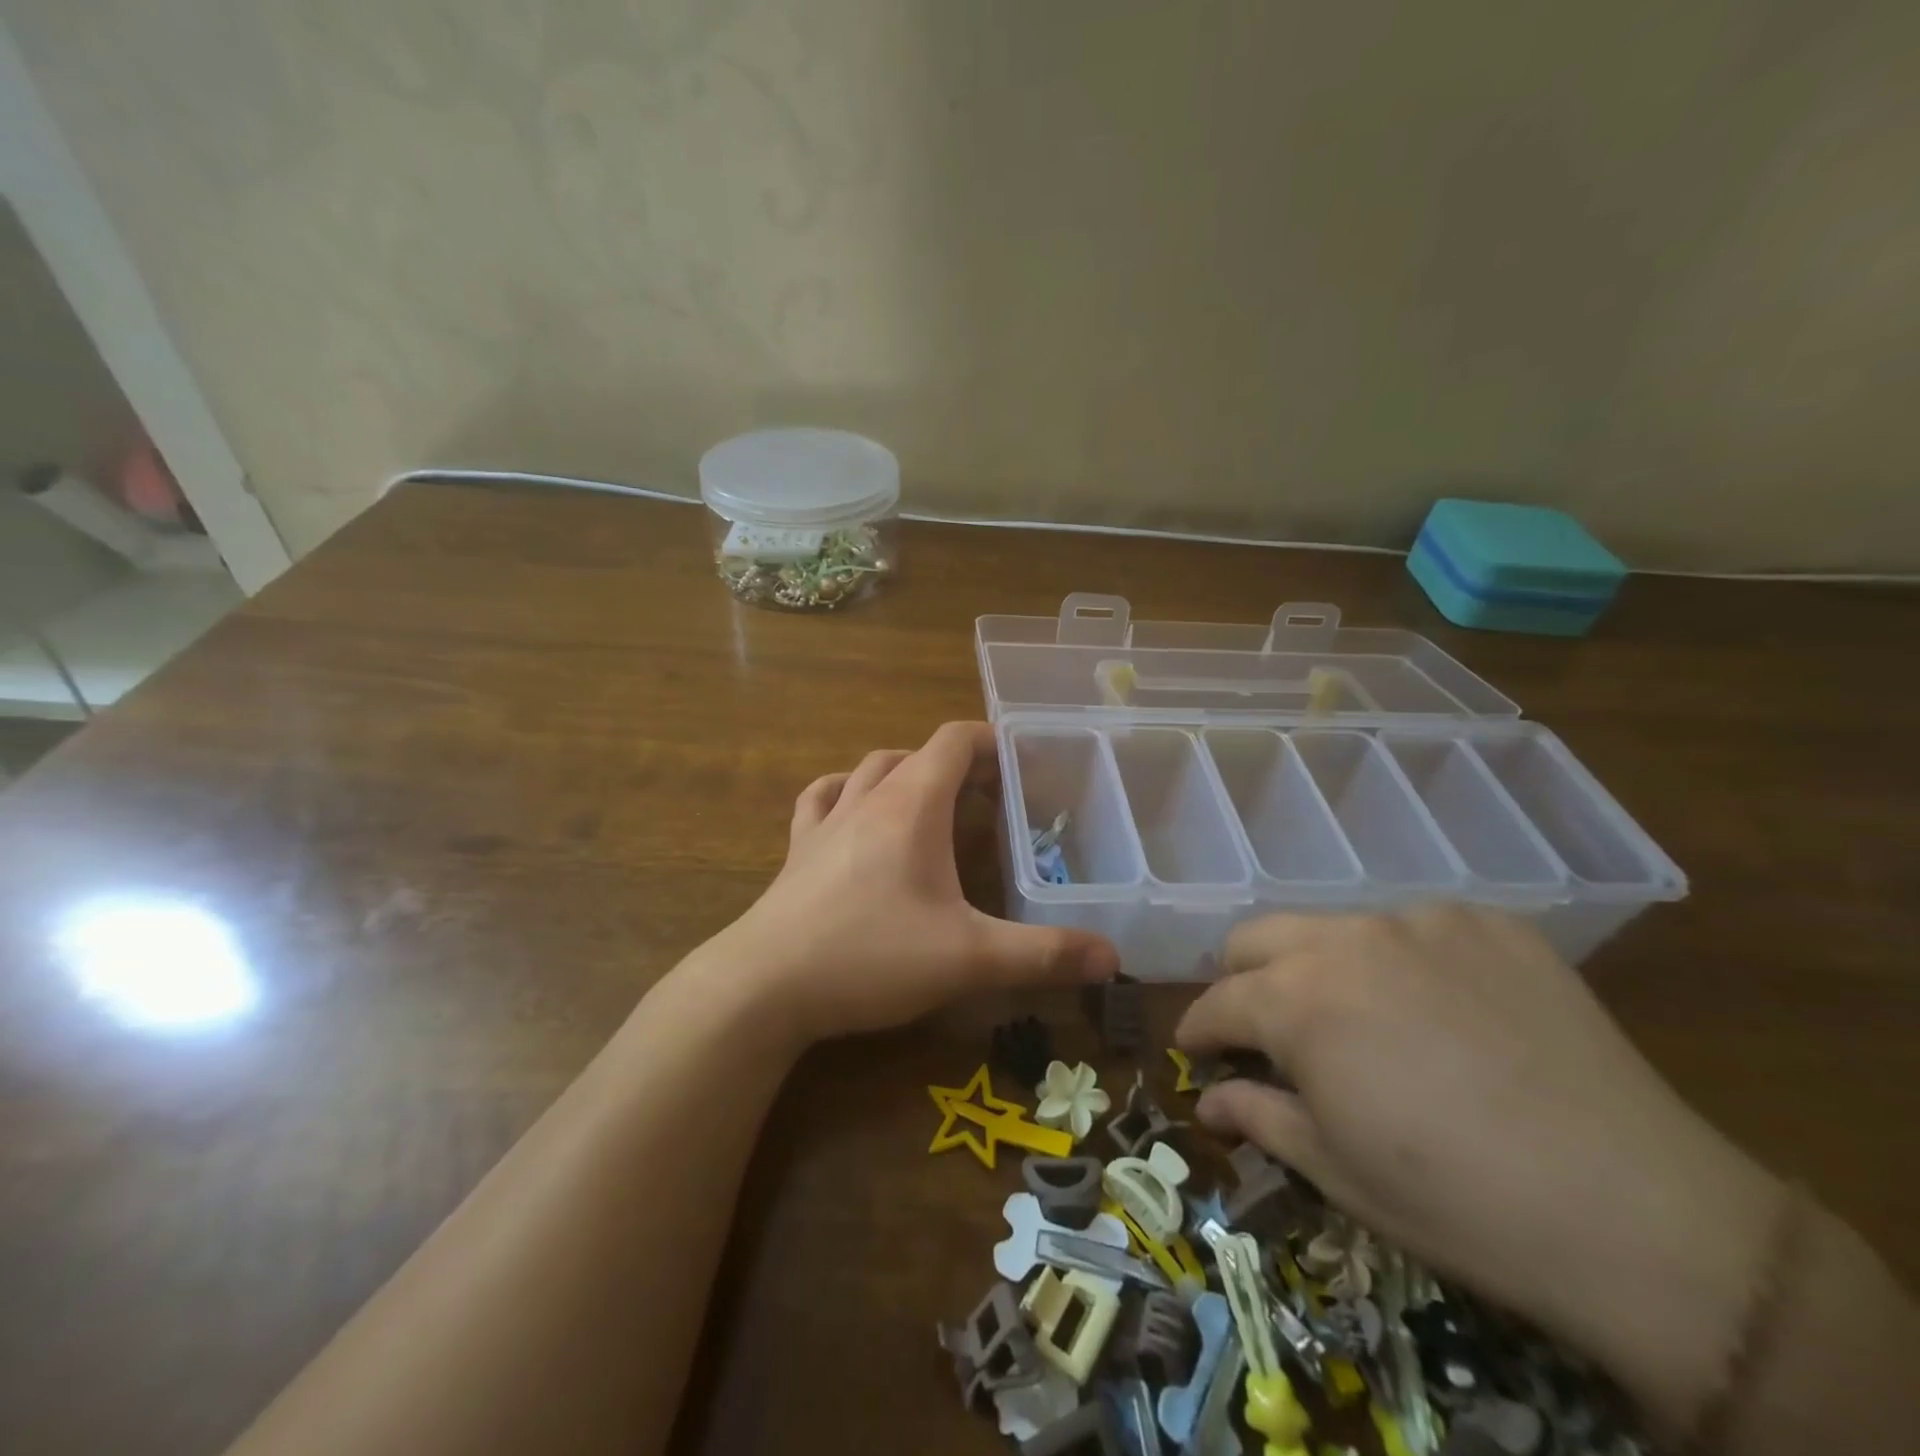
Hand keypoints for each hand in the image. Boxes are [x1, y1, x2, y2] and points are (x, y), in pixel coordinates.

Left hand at [712, 722, 1118, 1043]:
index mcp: (912, 805)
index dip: (991, 740)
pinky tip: (852, 810)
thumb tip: (1112, 956)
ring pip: (869, 769)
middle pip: (917, 753)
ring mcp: (826, 822)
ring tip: (931, 800)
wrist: (764, 987)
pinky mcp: (796, 851)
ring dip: (904, 772)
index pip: (954, 740)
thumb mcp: (969, 958)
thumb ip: (1043, 955)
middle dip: (958, 764)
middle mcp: (867, 799)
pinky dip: (846, 792)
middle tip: (992, 796)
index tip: (1022, 761)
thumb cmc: (871, 957)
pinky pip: (822, 799)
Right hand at [1176, 905, 1784, 1439]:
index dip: (1199, 1029)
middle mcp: (1347, 939)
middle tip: (1264, 1029)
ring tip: (1359, 1020)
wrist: (1645, 1217)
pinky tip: (1441, 1012)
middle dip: (1241, 980)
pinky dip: (1403, 962)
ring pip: (1334, 926)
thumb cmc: (1459, 1204)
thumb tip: (1205, 1099)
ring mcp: (1423, 921)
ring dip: (1320, 966)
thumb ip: (1257, 1116)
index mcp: (1297, 999)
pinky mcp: (1491, 923)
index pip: (1218, 1001)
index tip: (1198, 1051)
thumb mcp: (1337, 1170)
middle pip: (1256, 937)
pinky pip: (1417, 929)